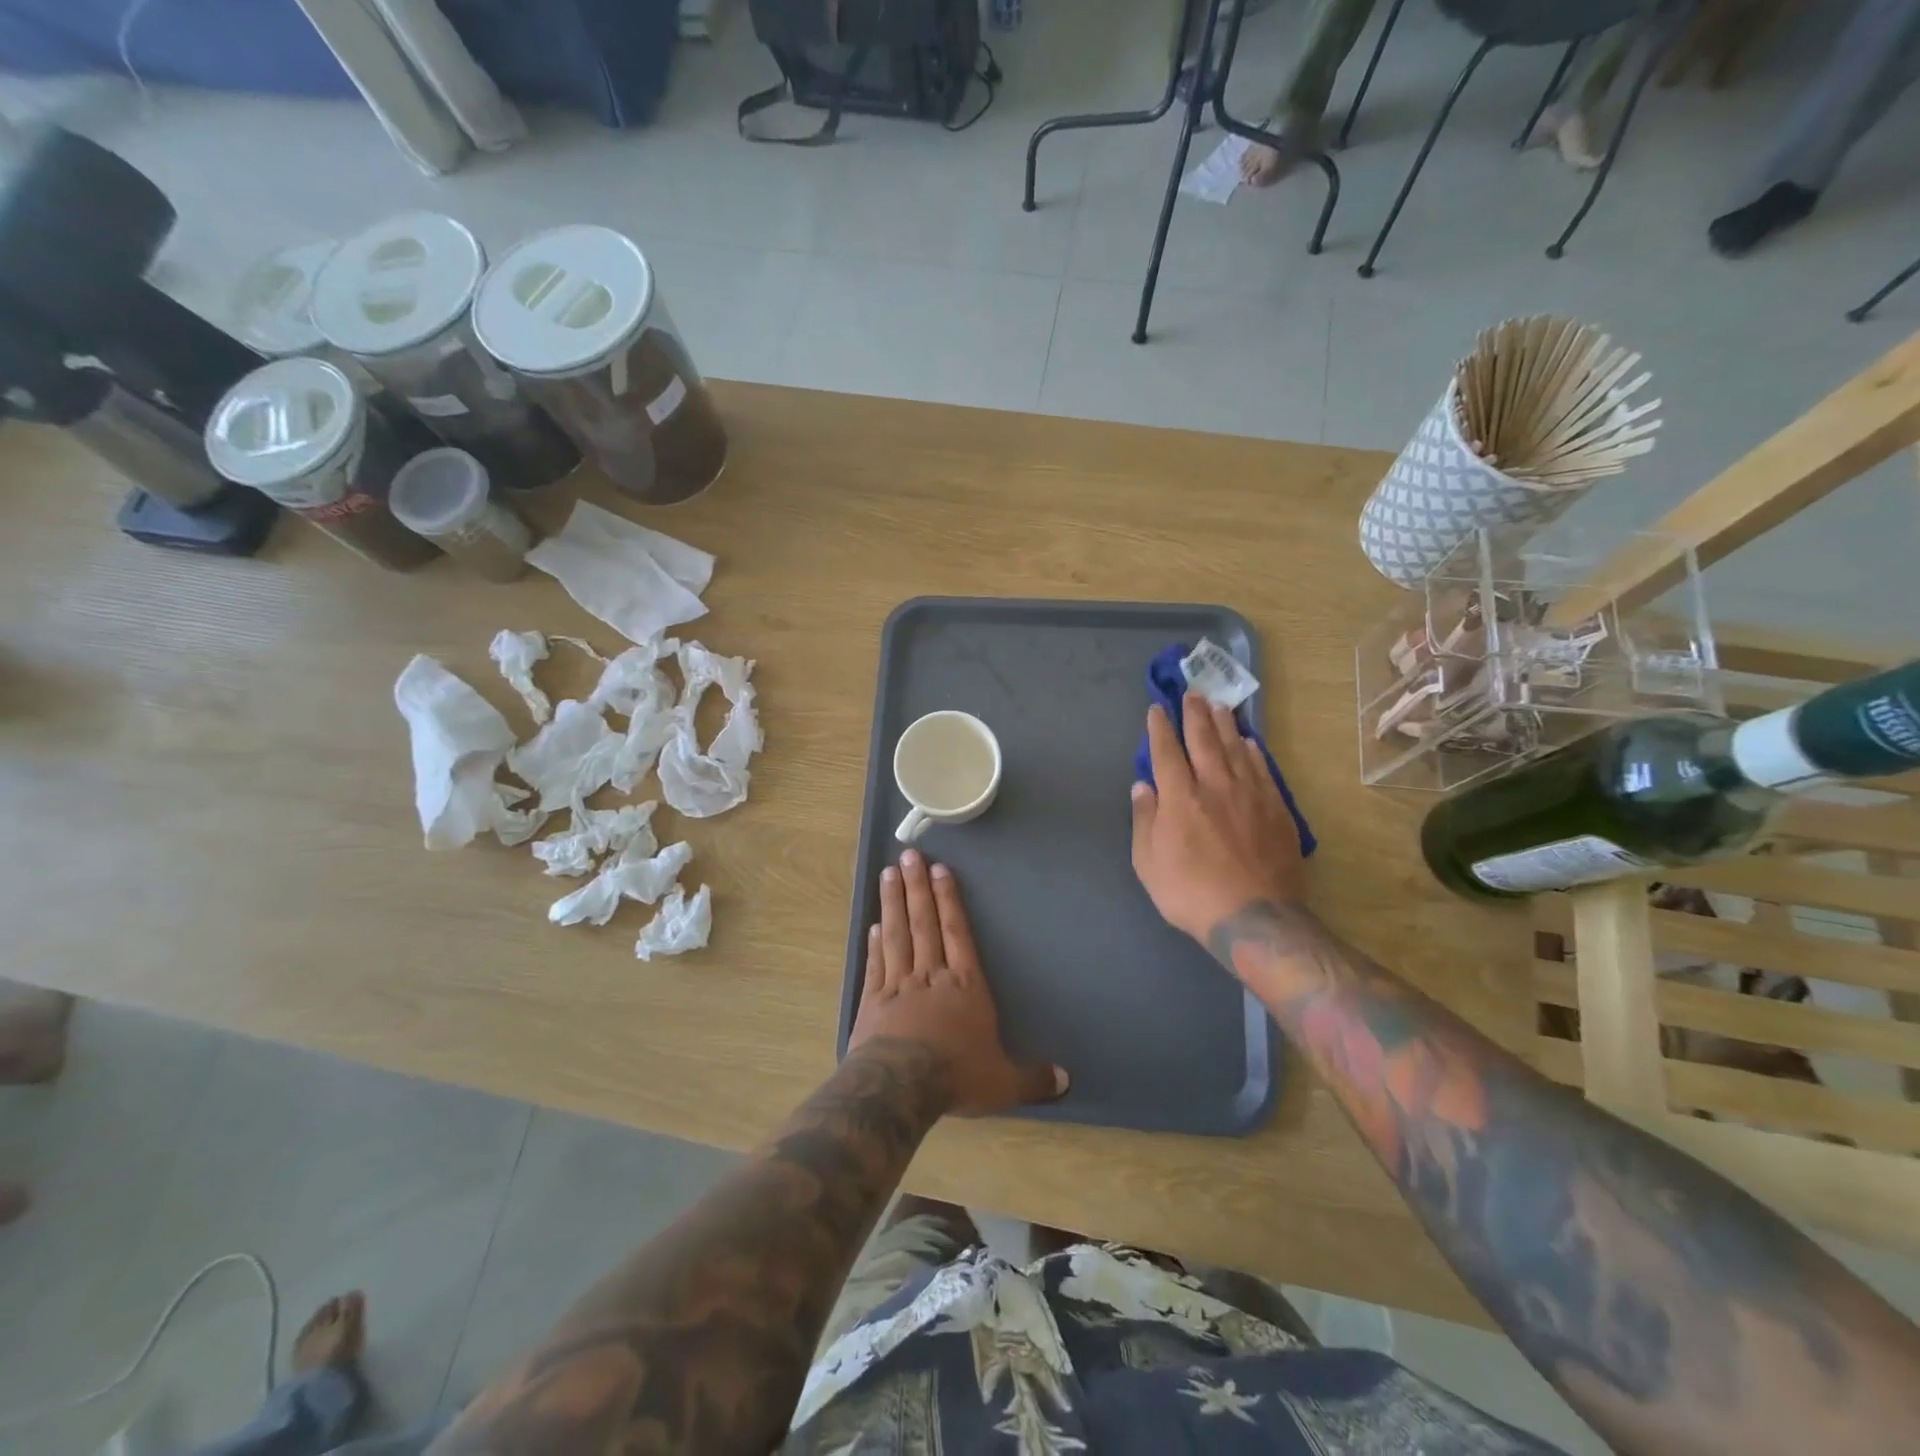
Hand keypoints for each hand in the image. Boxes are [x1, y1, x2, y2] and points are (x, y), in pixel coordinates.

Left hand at [849, 849, 1067, 1116]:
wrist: (901, 1086)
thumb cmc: (957, 1076)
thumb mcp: (1003, 1082)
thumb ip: (1032, 1078)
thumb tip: (1066, 1080)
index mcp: (965, 987)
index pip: (958, 933)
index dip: (949, 901)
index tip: (939, 871)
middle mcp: (931, 976)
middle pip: (924, 923)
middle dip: (918, 888)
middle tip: (909, 855)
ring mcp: (898, 985)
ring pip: (897, 936)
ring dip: (893, 903)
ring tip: (888, 873)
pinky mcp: (872, 1002)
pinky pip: (876, 965)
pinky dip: (875, 944)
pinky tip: (873, 925)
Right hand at [1131, 692, 1306, 943]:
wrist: (1253, 916)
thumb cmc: (1190, 893)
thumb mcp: (1148, 863)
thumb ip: (1145, 819)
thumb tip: (1143, 786)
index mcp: (1180, 797)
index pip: (1166, 751)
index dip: (1159, 728)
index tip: (1156, 709)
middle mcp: (1215, 785)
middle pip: (1204, 739)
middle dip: (1194, 714)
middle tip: (1192, 693)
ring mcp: (1250, 795)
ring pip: (1236, 748)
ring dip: (1225, 724)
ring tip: (1219, 705)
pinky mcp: (1275, 809)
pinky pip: (1263, 769)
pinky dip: (1254, 751)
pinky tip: (1250, 742)